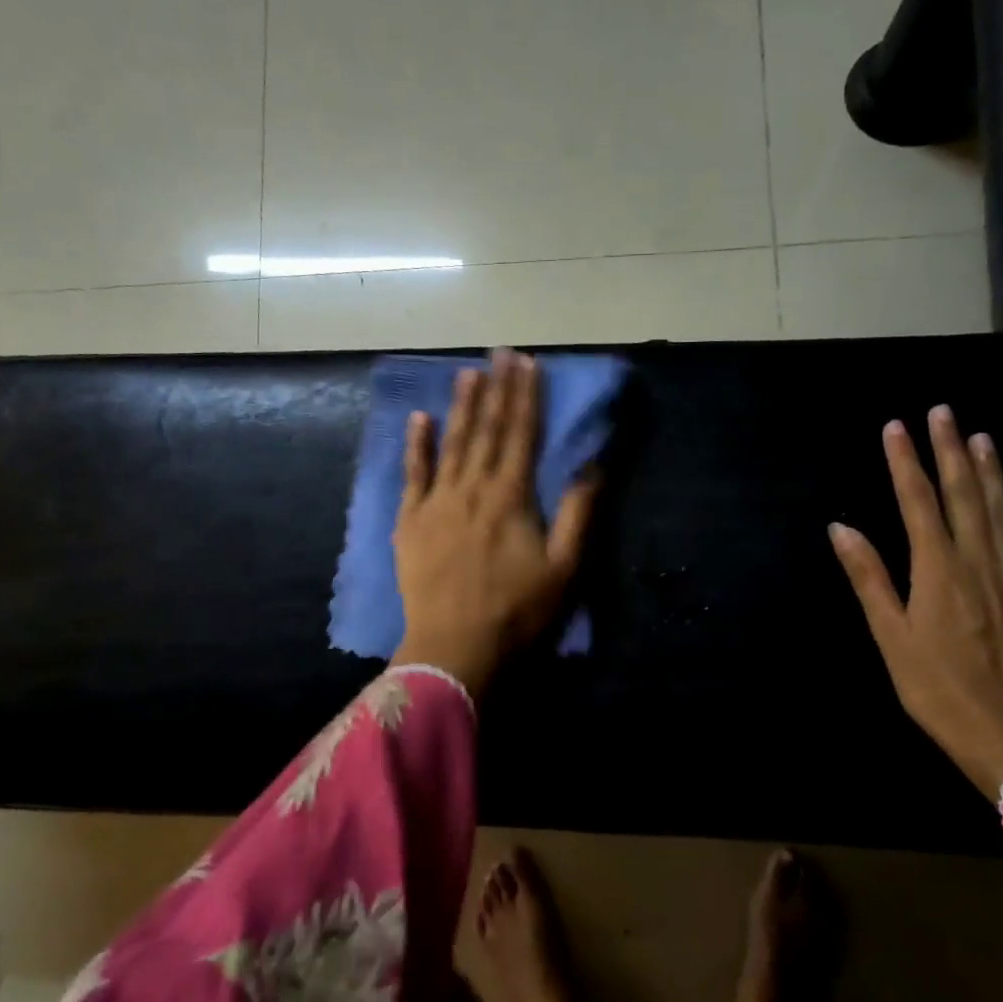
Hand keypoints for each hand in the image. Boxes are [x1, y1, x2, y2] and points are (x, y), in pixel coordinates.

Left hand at [392, 350, 599, 694]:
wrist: (454, 649)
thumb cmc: (516, 612)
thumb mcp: (564, 568)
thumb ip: (578, 513)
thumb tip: (592, 465)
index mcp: (511, 497)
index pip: (521, 434)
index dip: (526, 397)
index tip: (528, 363)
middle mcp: (472, 488)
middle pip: (486, 430)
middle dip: (496, 389)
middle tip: (500, 352)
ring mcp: (436, 503)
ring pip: (451, 444)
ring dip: (461, 406)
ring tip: (467, 372)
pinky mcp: (410, 522)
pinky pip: (413, 475)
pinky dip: (416, 445)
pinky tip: (418, 418)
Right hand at [829, 405, 1002, 798]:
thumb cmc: (935, 688)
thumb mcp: (889, 635)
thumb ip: (869, 577)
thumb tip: (841, 527)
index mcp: (937, 570)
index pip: (918, 502)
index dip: (905, 462)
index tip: (896, 426)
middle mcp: (979, 562)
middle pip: (964, 495)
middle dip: (950, 450)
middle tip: (943, 412)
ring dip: (993, 471)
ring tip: (982, 437)